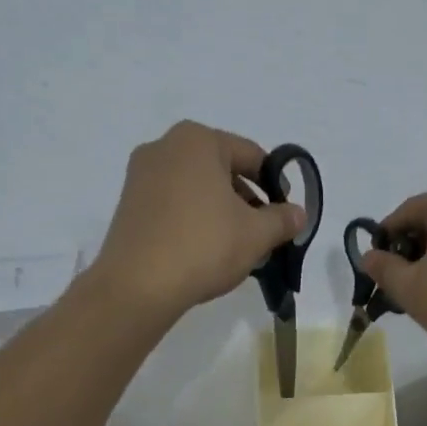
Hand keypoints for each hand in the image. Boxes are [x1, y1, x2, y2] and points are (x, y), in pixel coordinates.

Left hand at [90, 121, 305, 323]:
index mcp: (197, 140)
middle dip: (246, 200)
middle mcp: (164, 147)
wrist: (137, 285)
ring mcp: (140, 175)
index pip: (251, 155)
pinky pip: (173, 204)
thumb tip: (299, 213)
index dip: (275, 184)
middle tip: (262, 233)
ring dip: (221, 211)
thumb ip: (283, 219)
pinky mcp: (128, 204)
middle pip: (221, 169)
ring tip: (235, 247)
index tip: (284, 214)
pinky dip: (193, 219)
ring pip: (196, 188)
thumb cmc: (204, 246)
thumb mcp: (256, 234)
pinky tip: (204, 250)